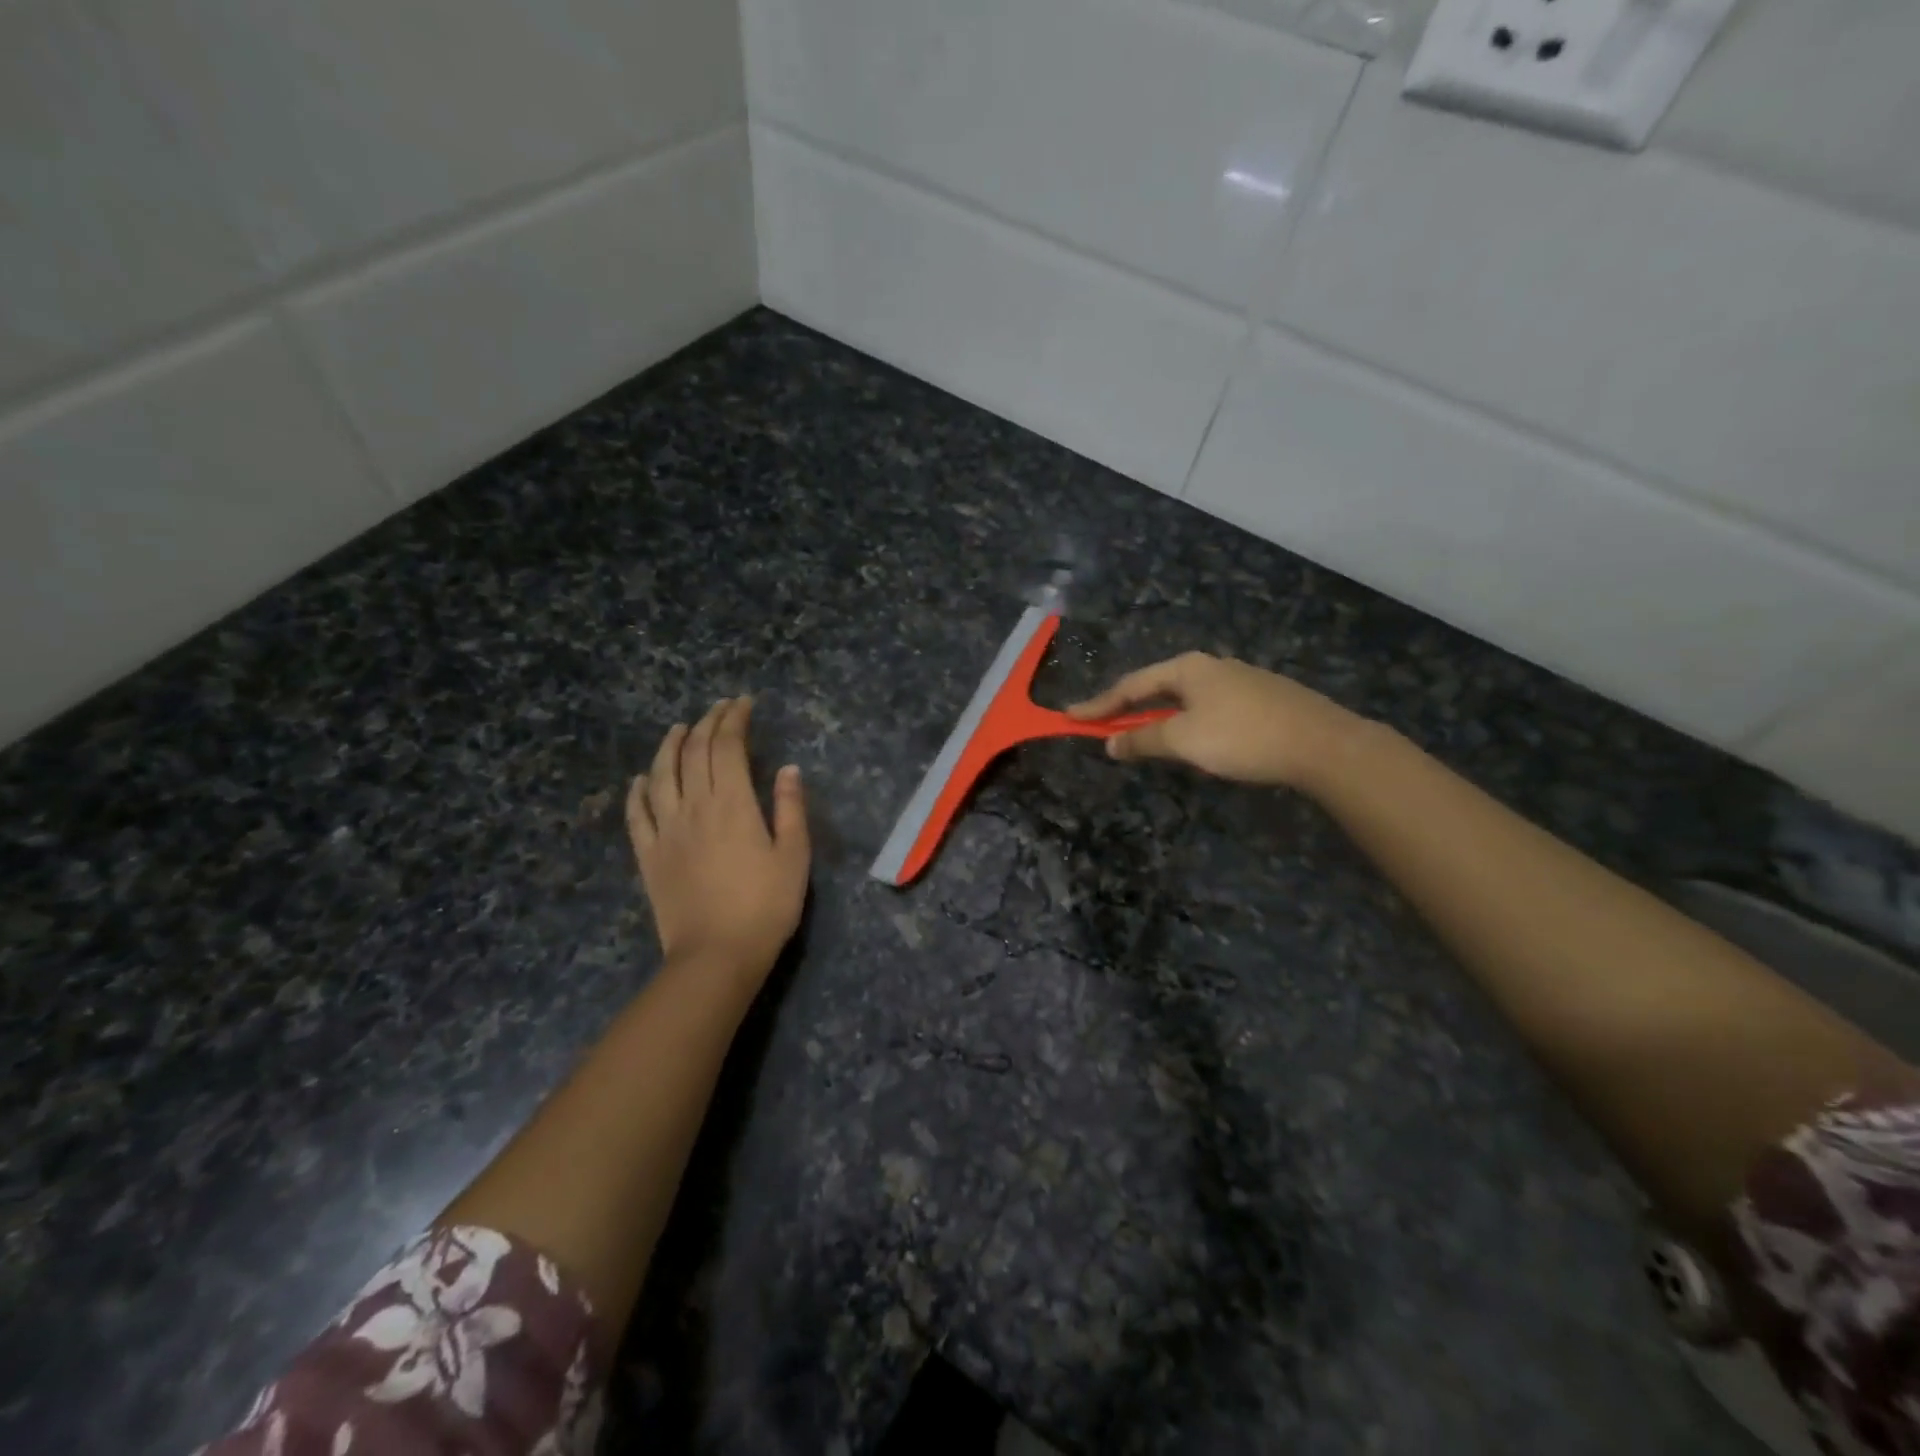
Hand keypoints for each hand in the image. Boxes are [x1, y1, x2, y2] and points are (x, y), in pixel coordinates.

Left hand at [626, 697, 809, 987]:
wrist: (715, 956)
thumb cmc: (765, 906)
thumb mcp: (794, 856)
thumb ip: (790, 808)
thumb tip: (788, 768)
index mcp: (732, 804)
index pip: (727, 746)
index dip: (734, 719)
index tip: (743, 703)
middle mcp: (693, 807)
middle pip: (694, 753)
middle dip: (707, 723)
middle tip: (720, 708)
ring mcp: (665, 831)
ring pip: (659, 775)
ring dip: (668, 747)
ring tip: (678, 729)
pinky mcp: (648, 856)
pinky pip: (636, 815)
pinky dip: (636, 791)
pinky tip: (639, 780)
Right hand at [1068, 652, 1363, 789]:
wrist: (1322, 744)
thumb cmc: (1242, 737)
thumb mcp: (1183, 741)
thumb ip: (1143, 741)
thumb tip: (1110, 745)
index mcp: (1187, 668)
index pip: (1130, 686)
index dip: (1099, 705)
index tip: (1071, 717)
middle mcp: (1211, 667)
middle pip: (1158, 688)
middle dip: (1129, 709)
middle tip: (1105, 728)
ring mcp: (1240, 680)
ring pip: (1186, 699)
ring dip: (1159, 718)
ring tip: (1144, 738)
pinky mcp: (1262, 699)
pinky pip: (1209, 708)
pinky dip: (1187, 723)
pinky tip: (1195, 741)